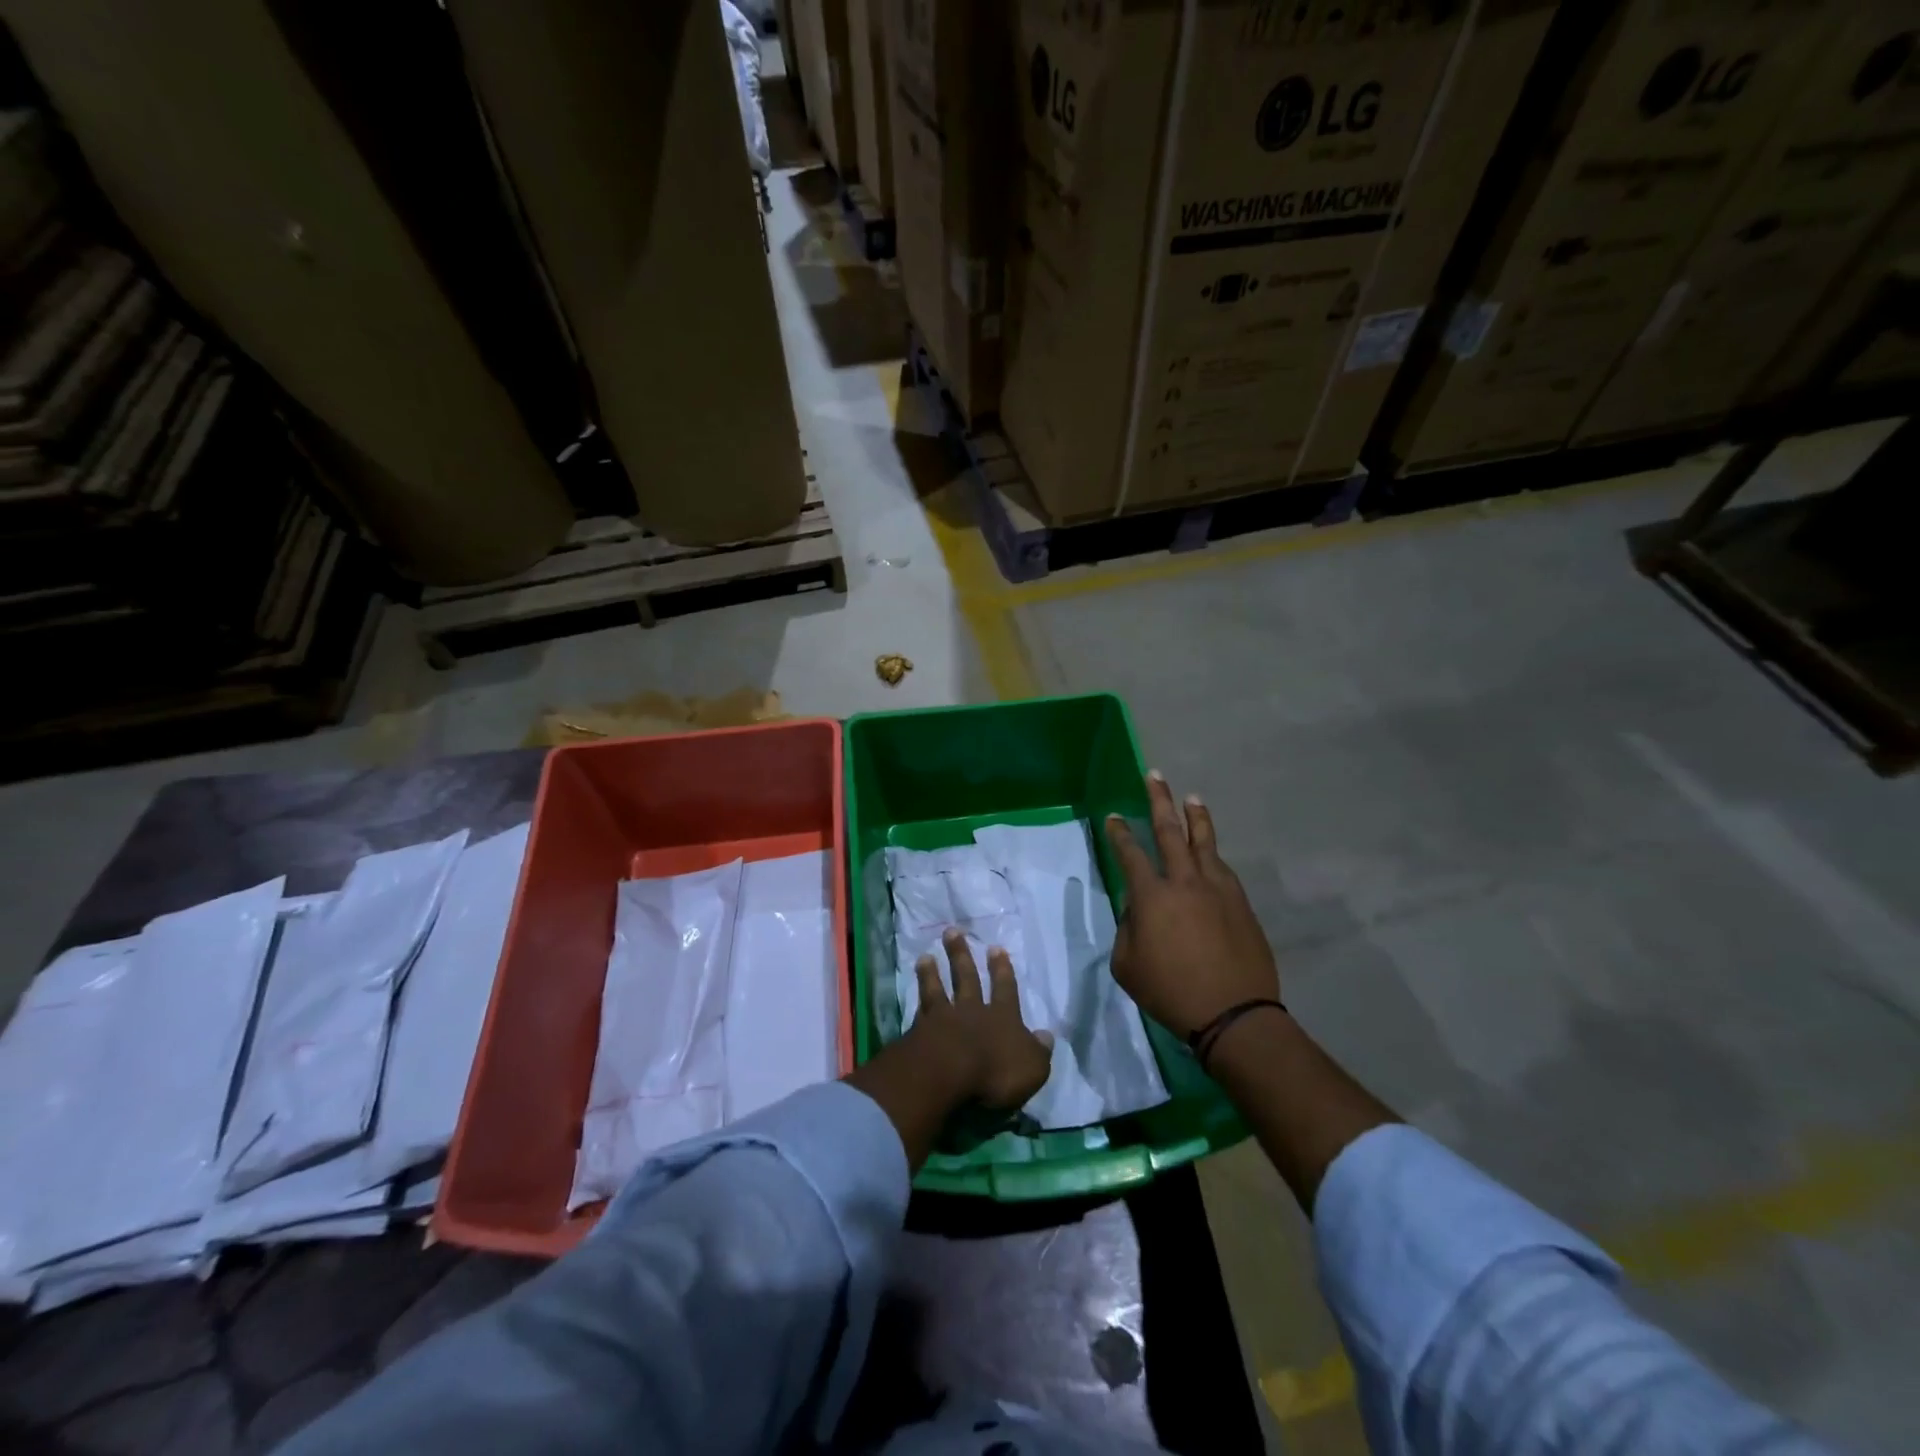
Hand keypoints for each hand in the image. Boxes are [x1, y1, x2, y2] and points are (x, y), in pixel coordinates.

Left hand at [908, 929, 1053, 1112]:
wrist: (945, 1075)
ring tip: (926, 955)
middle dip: (961, 954)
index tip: (996, 948)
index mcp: (1002, 1018)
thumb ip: (1039, 1051)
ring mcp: (942, 1019)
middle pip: (967, 978)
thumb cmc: (995, 1073)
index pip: (1005, 989)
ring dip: (932, 972)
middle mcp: (972, 1011)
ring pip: (937, 989)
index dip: (1002, 970)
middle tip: (953, 932)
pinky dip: (916, 997)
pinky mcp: (918, 1032)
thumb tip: (1046, 1035)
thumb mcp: (1032, 1068)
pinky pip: (919, 1009)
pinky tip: (911, 990)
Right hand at [1105, 772, 1278, 1039]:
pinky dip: (1212, 852)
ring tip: (1191, 798)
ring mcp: (1217, 889)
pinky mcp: (1240, 902)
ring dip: (1195, 817)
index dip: (1120, 833)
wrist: (1234, 1014)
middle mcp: (1184, 882)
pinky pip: (1222, 867)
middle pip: (1170, 831)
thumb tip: (1136, 909)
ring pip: (1204, 842)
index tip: (1115, 816)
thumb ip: (1127, 930)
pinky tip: (1210, 851)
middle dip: (1159, 801)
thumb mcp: (1127, 966)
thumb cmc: (1170, 992)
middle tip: (1155, 776)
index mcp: (1152, 896)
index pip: (1130, 854)